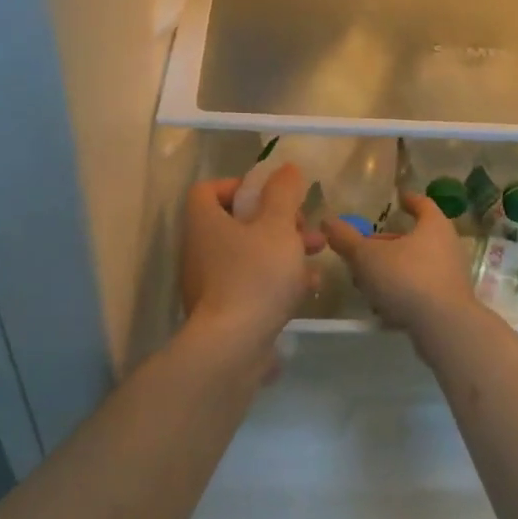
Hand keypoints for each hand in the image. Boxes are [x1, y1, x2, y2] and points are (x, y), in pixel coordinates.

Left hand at [180, 164, 312, 356]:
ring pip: (249, 254)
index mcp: (205, 222)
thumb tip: (287, 169)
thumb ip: (284, 193)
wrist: (232, 349)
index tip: (273, 195)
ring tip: (317, 255)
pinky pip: (252, 285)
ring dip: (284, 250)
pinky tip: (307, 288)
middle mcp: (200, 250)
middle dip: (278, 221)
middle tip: (306, 227)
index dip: (241, 185)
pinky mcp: (223, 313)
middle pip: (237, 222)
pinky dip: (277, 281)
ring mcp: (209, 284)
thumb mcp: (278, 226)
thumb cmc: (255, 276)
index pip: (209, 190)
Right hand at [325, 194, 478, 343]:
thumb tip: (327, 220)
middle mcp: (447, 246)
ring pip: (417, 265)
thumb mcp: (367, 257)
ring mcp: (451, 276)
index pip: (423, 204)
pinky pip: (421, 289)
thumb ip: (347, 239)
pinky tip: (382, 304)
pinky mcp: (449, 303)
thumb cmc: (406, 278)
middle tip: (367, 247)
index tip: (399, 198)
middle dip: (391, 242)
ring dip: (393, 269)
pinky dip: (402, 291)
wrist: (444, 328)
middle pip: (416, 237)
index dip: (409, 200)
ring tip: (368, 279)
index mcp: (434, 226)